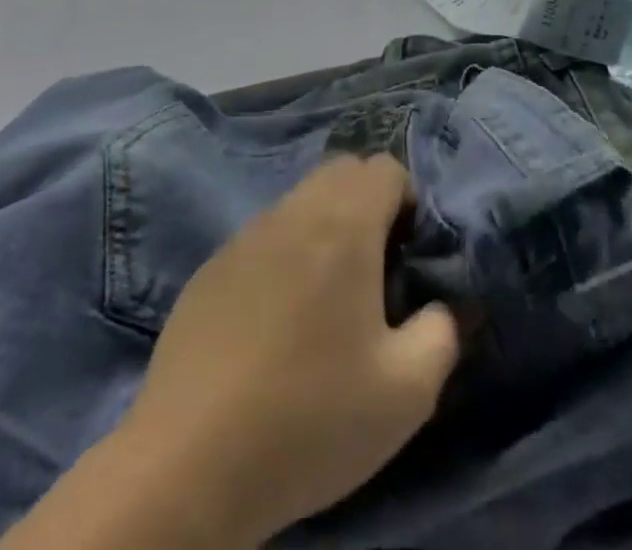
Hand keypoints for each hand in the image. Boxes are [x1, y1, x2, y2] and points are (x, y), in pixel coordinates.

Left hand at [1, 155, 460, 549]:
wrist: (189, 464)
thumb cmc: (310, 418)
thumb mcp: (406, 392)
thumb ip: (442, 333)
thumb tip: (442, 307)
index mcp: (344, 223)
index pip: (385, 168)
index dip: (407, 201)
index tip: (406, 256)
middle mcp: (293, 211)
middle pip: (342, 171)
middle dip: (367, 203)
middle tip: (373, 270)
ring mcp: (245, 236)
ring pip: (300, 201)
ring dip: (324, 227)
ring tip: (325, 299)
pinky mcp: (210, 267)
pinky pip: (263, 237)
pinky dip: (283, 255)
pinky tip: (275, 323)